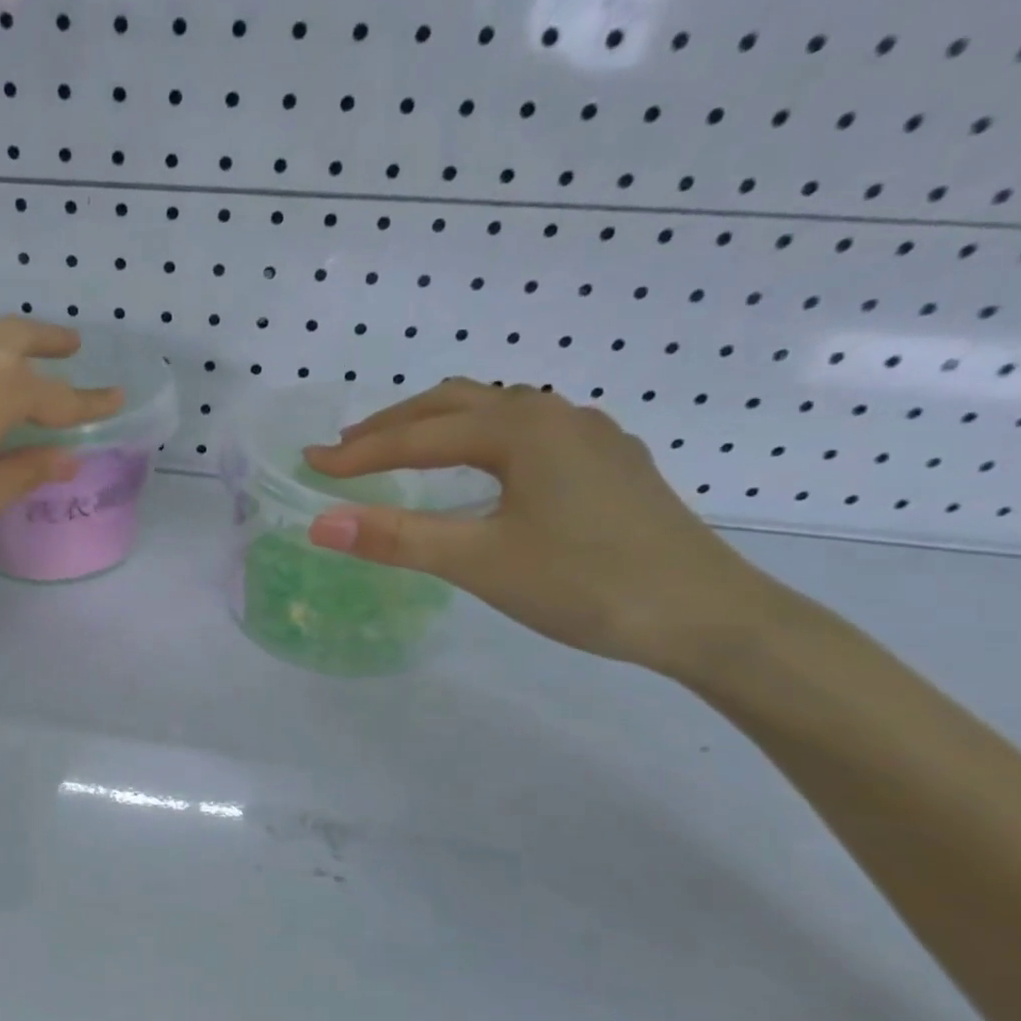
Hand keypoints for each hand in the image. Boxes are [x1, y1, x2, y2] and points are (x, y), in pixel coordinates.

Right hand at [300, 378, 780, 672]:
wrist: (710, 617)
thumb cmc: (587, 584)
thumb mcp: (480, 562)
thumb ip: (396, 539)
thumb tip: (318, 523)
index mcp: (522, 429)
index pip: (419, 436)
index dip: (359, 454)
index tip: (310, 463)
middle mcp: (556, 415)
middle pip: (456, 403)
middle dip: (394, 425)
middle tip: (346, 451)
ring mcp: (590, 436)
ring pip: (496, 413)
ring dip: (439, 427)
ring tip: (401, 454)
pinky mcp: (610, 463)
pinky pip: (527, 432)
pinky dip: (480, 440)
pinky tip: (480, 471)